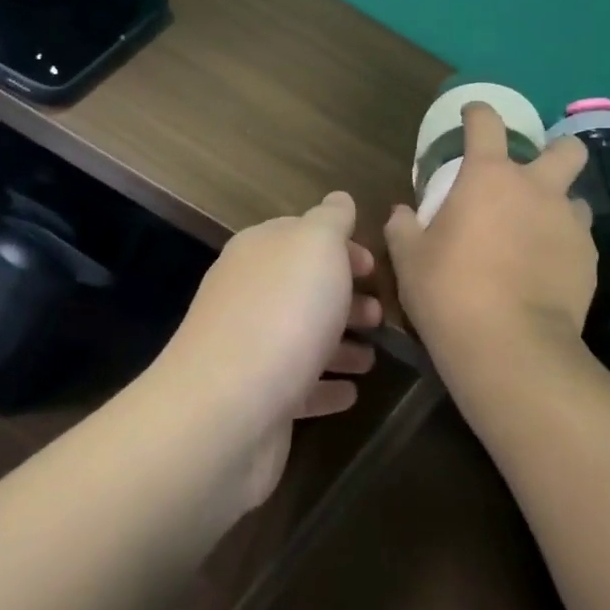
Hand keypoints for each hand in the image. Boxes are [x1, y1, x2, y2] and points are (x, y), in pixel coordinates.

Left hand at [156, 192, 380, 511]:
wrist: (228, 409)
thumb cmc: (283, 312)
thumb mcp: (317, 246)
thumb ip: (332, 219)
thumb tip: (339, 200)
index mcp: (259, 251)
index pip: (300, 235)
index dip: (340, 246)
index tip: (374, 267)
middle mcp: (248, 294)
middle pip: (303, 288)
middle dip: (344, 297)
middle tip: (381, 314)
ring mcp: (250, 349)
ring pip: (303, 337)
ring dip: (340, 343)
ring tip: (373, 357)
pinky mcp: (257, 399)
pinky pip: (299, 386)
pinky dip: (326, 385)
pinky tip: (352, 392)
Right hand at [385, 103, 597, 378]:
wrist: (510, 347)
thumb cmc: (450, 292)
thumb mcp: (410, 259)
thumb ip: (403, 228)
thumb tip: (401, 213)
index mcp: (490, 177)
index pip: (487, 122)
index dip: (478, 112)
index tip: (472, 115)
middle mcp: (537, 189)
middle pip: (566, 148)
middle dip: (555, 151)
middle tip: (532, 175)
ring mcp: (569, 223)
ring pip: (576, 198)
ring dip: (559, 206)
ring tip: (539, 233)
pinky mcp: (588, 260)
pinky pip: (580, 240)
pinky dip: (564, 247)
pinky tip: (547, 272)